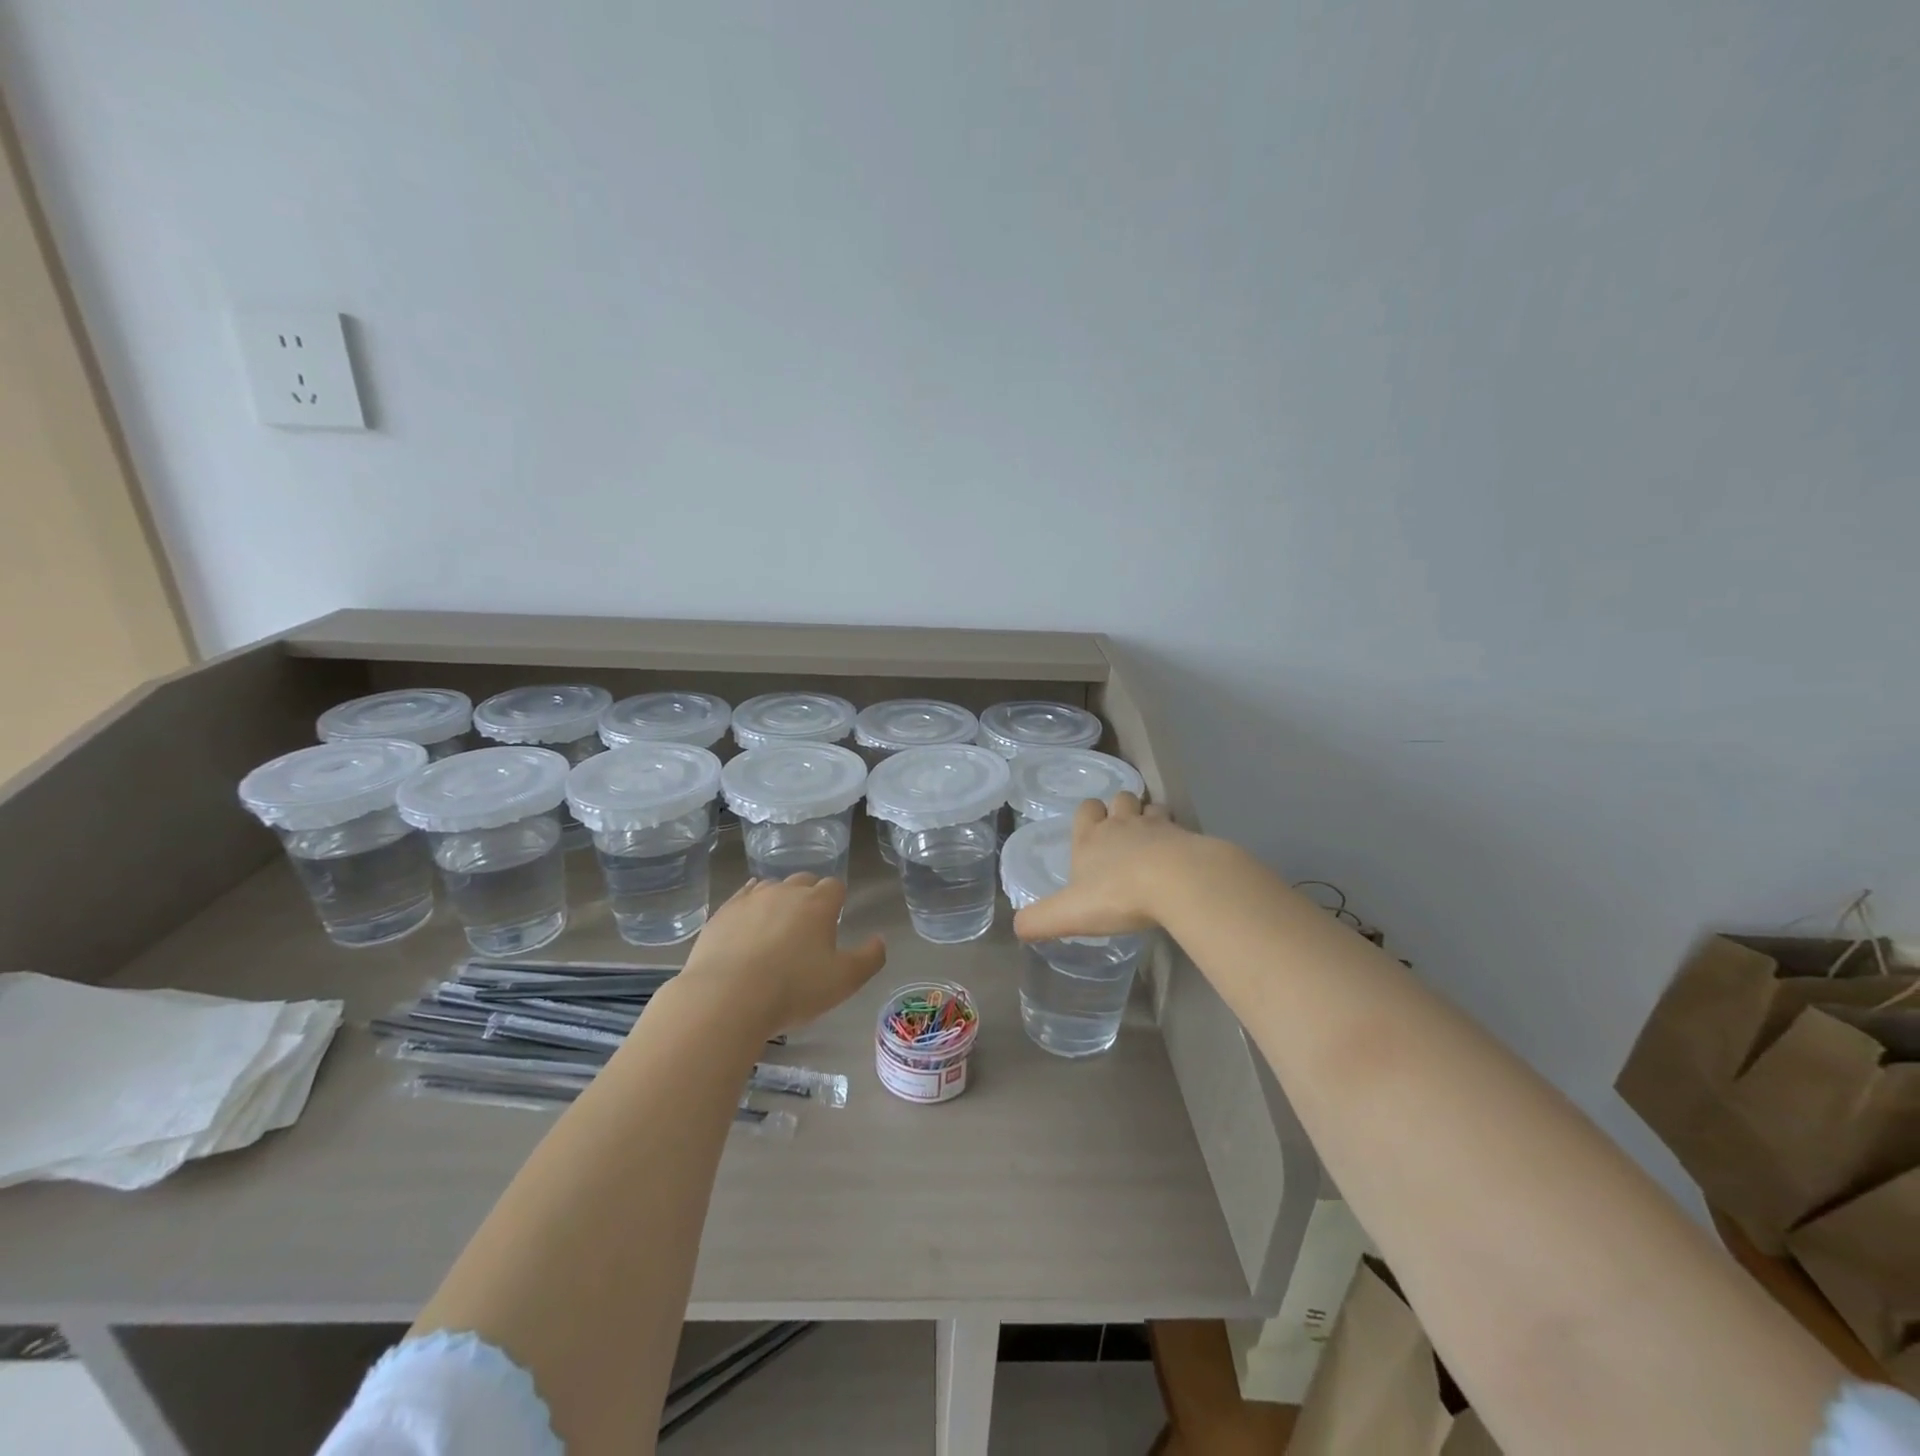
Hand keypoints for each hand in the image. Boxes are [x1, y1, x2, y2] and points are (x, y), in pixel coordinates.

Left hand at [681, 874, 886, 1038]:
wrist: (726, 998)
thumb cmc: (793, 989)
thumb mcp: (844, 981)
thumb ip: (869, 958)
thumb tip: (879, 941)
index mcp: (818, 903)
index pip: (835, 886)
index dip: (837, 901)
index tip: (834, 922)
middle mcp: (785, 892)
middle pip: (803, 881)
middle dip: (809, 897)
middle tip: (807, 928)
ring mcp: (750, 899)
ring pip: (771, 887)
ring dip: (778, 900)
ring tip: (776, 929)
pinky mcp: (722, 913)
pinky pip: (742, 898)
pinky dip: (750, 907)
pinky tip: (748, 925)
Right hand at [1012, 794, 1205, 940]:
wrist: (1177, 882)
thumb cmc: (1117, 894)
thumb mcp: (1069, 914)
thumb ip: (1040, 920)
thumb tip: (1017, 927)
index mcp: (1091, 837)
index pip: (1086, 809)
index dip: (1088, 815)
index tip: (1091, 830)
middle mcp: (1123, 825)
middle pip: (1120, 799)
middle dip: (1120, 809)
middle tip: (1123, 832)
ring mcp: (1158, 827)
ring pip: (1151, 809)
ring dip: (1150, 819)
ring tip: (1152, 841)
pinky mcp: (1188, 838)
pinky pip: (1180, 829)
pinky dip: (1178, 838)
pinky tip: (1179, 858)